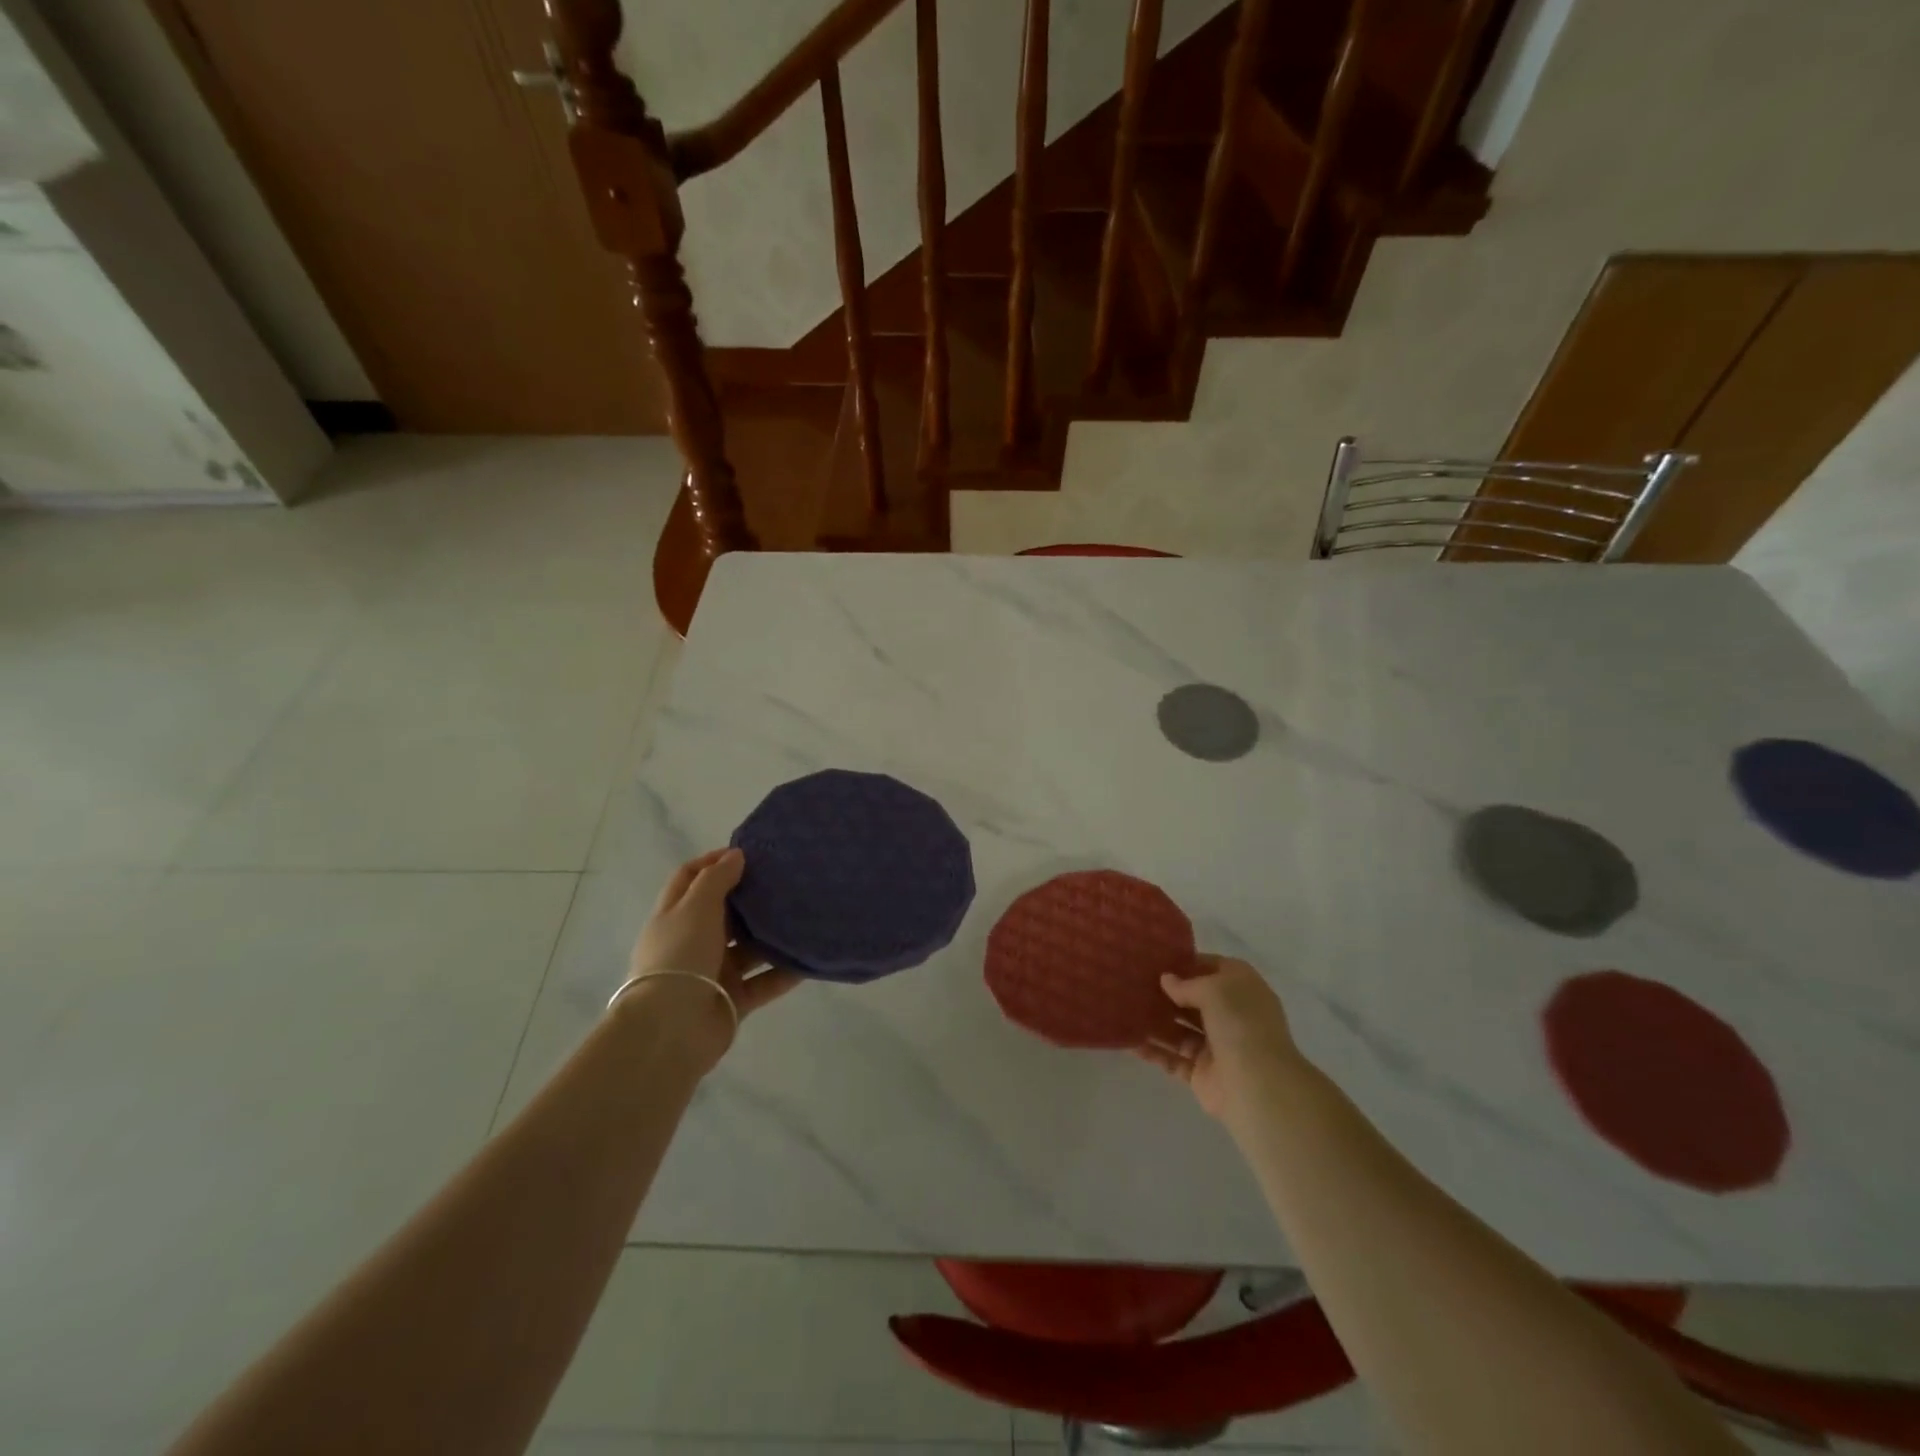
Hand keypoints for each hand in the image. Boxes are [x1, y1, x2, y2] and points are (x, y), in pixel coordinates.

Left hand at [624, 849, 801, 1064]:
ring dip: (772, 935)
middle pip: (723, 912)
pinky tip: (809, 958)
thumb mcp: (695, 908)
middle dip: (750, 897)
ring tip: (804, 915)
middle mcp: (692, 941)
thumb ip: (716, 879)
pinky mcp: (733, 999)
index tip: (748, 853)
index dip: (714, 861)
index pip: (690, 878)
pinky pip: (764, 981)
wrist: (671, 1029)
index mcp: (674, 916)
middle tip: (785, 880)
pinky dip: (784, 971)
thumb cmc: (680, 957)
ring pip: (748, 947)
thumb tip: (735, 856)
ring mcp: (713, 972)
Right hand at [1137, 956, 1304, 1121]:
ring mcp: (1216, 1046)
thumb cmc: (1240, 1024)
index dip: (1187, 963)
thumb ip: (1187, 984)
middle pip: (1193, 1000)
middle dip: (1166, 993)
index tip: (1156, 960)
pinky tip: (1129, 1042)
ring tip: (1124, 1009)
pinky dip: (1153, 1051)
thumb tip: (1166, 980)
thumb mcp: (1214, 990)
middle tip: (1132, 983)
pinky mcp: (1202, 1073)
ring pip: (1179, 1029)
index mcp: (1242, 989)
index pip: (1213, 968)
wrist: (1258, 1086)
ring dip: (1155, 1021)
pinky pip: (1173, 1058)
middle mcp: (1230, 1015)